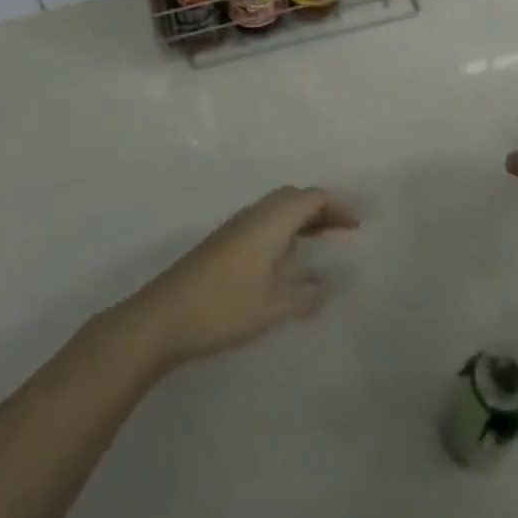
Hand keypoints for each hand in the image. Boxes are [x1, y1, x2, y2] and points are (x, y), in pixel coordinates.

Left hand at [123, 185, 359, 369]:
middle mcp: (253, 216)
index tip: (356, 226)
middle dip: (320, 210)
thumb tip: (326, 285)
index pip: (311, 198)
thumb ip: (305, 294)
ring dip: (300, 221)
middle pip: (293, 198)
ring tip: (319, 244)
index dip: (337, 207)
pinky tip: (284, 262)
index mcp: (270, 221)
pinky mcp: (221, 246)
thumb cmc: (223, 307)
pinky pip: (262, 225)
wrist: (161, 319)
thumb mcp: (274, 306)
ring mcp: (233, 229)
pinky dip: (283, 232)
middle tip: (341, 231)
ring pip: (275, 211)